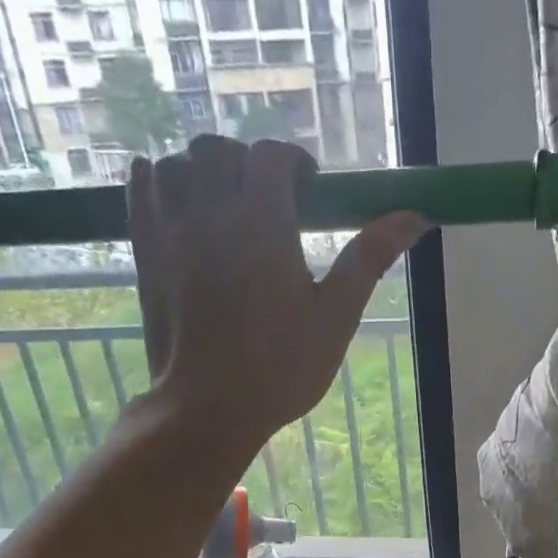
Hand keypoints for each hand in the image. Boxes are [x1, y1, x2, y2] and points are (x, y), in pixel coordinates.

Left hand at [128, 136, 428, 451]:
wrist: (208, 407)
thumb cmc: (281, 368)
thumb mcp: (336, 317)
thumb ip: (369, 259)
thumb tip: (418, 215)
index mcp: (263, 223)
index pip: (272, 156)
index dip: (294, 163)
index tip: (308, 191)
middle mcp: (212, 212)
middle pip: (219, 150)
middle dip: (246, 163)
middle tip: (267, 200)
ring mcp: (170, 230)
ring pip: (177, 163)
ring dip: (202, 170)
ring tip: (222, 202)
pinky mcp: (144, 253)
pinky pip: (139, 188)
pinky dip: (156, 179)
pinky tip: (173, 196)